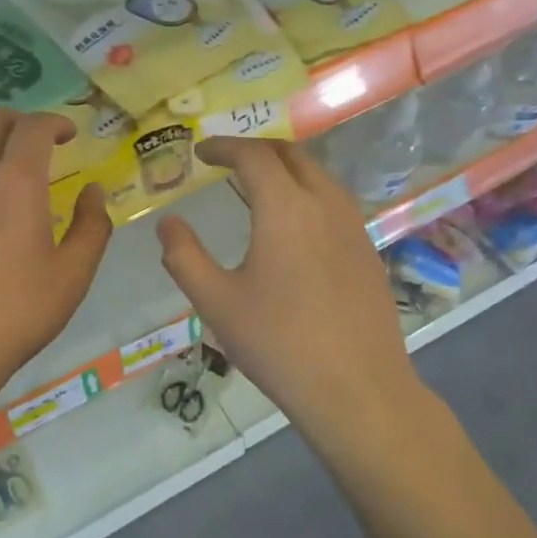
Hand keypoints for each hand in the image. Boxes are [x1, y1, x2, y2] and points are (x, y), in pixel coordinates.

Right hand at [157, 138, 416, 440]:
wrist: (357, 390)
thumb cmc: (278, 343)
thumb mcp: (216, 302)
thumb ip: (184, 256)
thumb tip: (168, 223)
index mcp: (285, 208)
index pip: (253, 156)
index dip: (224, 147)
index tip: (201, 152)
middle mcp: (325, 205)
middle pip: (292, 155)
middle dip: (256, 150)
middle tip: (227, 161)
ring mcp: (354, 228)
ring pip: (319, 176)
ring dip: (286, 169)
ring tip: (258, 187)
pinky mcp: (368, 253)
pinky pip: (335, 203)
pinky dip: (307, 194)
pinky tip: (294, 227)